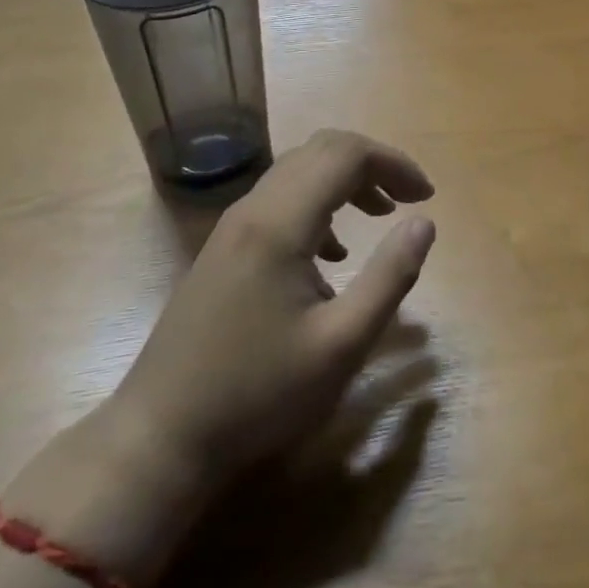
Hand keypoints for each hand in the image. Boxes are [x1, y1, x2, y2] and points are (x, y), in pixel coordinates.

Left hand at [120, 129, 436, 483]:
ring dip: (345, 182)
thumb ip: (390, 276)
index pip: (346, 154)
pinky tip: (332, 253)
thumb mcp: (342, 343)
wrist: (161, 436)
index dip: (393, 164)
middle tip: (408, 199)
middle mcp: (252, 210)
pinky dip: (318, 204)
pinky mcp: (223, 250)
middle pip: (320, 151)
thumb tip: (424, 223)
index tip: (427, 197)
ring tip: (381, 216)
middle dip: (373, 164)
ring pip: (297, 173)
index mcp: (280, 223)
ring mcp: (231, 228)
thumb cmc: (259, 393)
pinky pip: (278, 201)